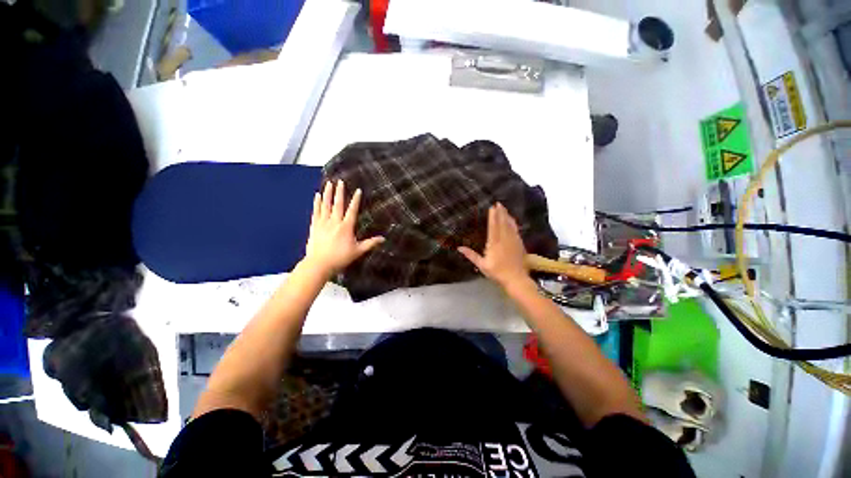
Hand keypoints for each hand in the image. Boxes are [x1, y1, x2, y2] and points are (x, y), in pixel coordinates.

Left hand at [304, 180, 384, 275]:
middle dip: (339, 192)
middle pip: (337, 204)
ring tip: (328, 184)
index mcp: (346, 227)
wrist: (319, 264)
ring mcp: (323, 223)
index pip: (352, 210)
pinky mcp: (314, 226)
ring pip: (325, 205)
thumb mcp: (358, 251)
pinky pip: (316, 211)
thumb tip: (383, 239)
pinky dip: (317, 203)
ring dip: (328, 194)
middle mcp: (334, 222)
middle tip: (340, 181)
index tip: (357, 190)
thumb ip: (370, 243)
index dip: (355, 200)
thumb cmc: (340, 258)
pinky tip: (317, 196)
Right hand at [458, 203, 529, 288]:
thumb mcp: (482, 265)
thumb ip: (471, 255)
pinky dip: (513, 223)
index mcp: (494, 243)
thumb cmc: (497, 272)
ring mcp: (513, 241)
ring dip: (507, 215)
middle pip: (502, 223)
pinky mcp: (519, 244)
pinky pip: (516, 230)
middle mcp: (504, 239)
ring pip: (510, 225)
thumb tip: (459, 248)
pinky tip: (512, 220)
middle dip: (500, 212)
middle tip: (498, 203)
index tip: (491, 207)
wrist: (516, 279)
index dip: (492, 216)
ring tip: (504, 208)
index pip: (493, 226)